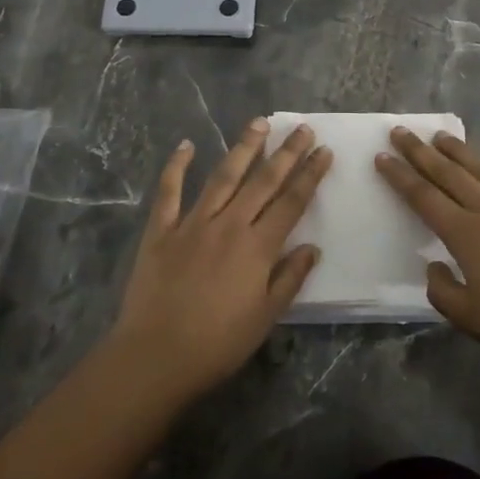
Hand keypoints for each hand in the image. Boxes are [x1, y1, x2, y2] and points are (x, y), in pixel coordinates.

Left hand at [112, 118, 330, 396]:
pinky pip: (169, 191)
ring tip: (259, 122)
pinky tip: (187, 145)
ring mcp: (192, 223)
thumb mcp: (265, 318)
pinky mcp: (161, 230)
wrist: (156, 356)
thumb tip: (312, 248)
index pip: (291, 202)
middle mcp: (228, 225)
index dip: (309, 175)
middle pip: (263, 181)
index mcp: (257, 247)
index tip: (324, 151)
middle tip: (302, 128)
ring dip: (243, 148)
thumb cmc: (217, 344)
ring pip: (223, 176)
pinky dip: (177, 166)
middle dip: (286, 152)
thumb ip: (289, 279)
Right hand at [376, 128, 479, 378]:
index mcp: (466, 235)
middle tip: (402, 131)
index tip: (382, 155)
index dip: (400, 176)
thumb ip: (443, 291)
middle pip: (449, 175)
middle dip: (421, 153)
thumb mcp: (471, 319)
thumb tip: (433, 266)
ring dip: (463, 152)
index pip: (424, 198)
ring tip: (443, 136)